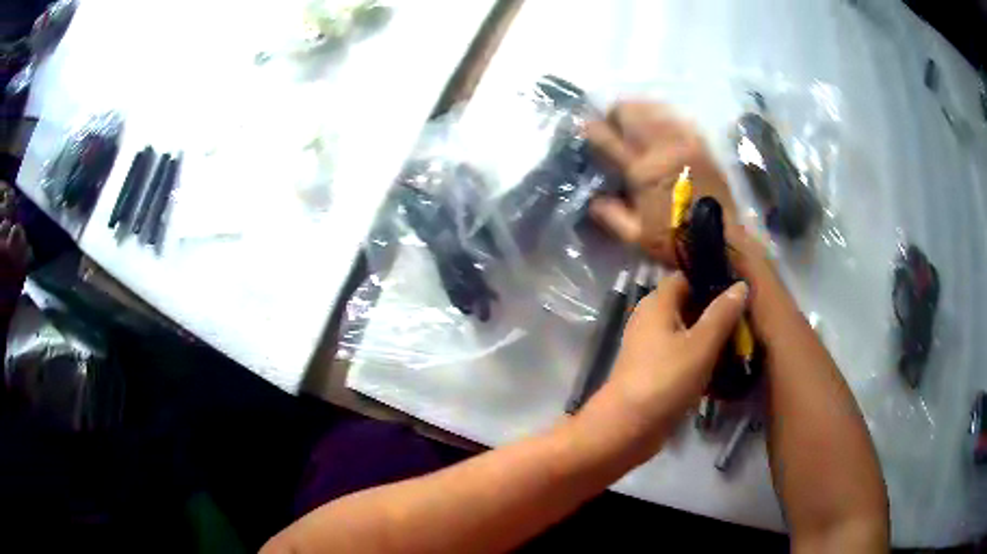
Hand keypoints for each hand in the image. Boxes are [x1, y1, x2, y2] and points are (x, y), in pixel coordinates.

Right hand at [586, 102, 736, 263]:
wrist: (724, 240)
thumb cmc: (678, 241)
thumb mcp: (637, 238)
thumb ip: (611, 216)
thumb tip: (593, 200)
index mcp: (642, 172)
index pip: (608, 139)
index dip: (592, 129)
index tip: (584, 127)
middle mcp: (661, 150)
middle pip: (631, 114)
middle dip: (614, 112)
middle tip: (608, 119)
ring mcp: (684, 143)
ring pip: (653, 110)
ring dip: (637, 108)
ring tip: (629, 113)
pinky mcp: (701, 145)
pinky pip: (677, 118)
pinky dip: (662, 113)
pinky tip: (657, 117)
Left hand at [593, 272, 748, 455]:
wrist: (627, 428)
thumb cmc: (665, 380)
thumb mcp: (701, 344)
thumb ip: (722, 313)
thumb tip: (739, 284)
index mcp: (657, 303)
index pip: (686, 277)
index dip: (711, 279)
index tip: (740, 287)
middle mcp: (651, 320)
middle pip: (689, 305)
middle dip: (717, 311)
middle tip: (748, 318)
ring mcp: (651, 347)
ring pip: (688, 333)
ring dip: (712, 338)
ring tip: (744, 341)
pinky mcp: (655, 371)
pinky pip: (683, 356)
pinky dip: (701, 358)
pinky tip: (726, 367)